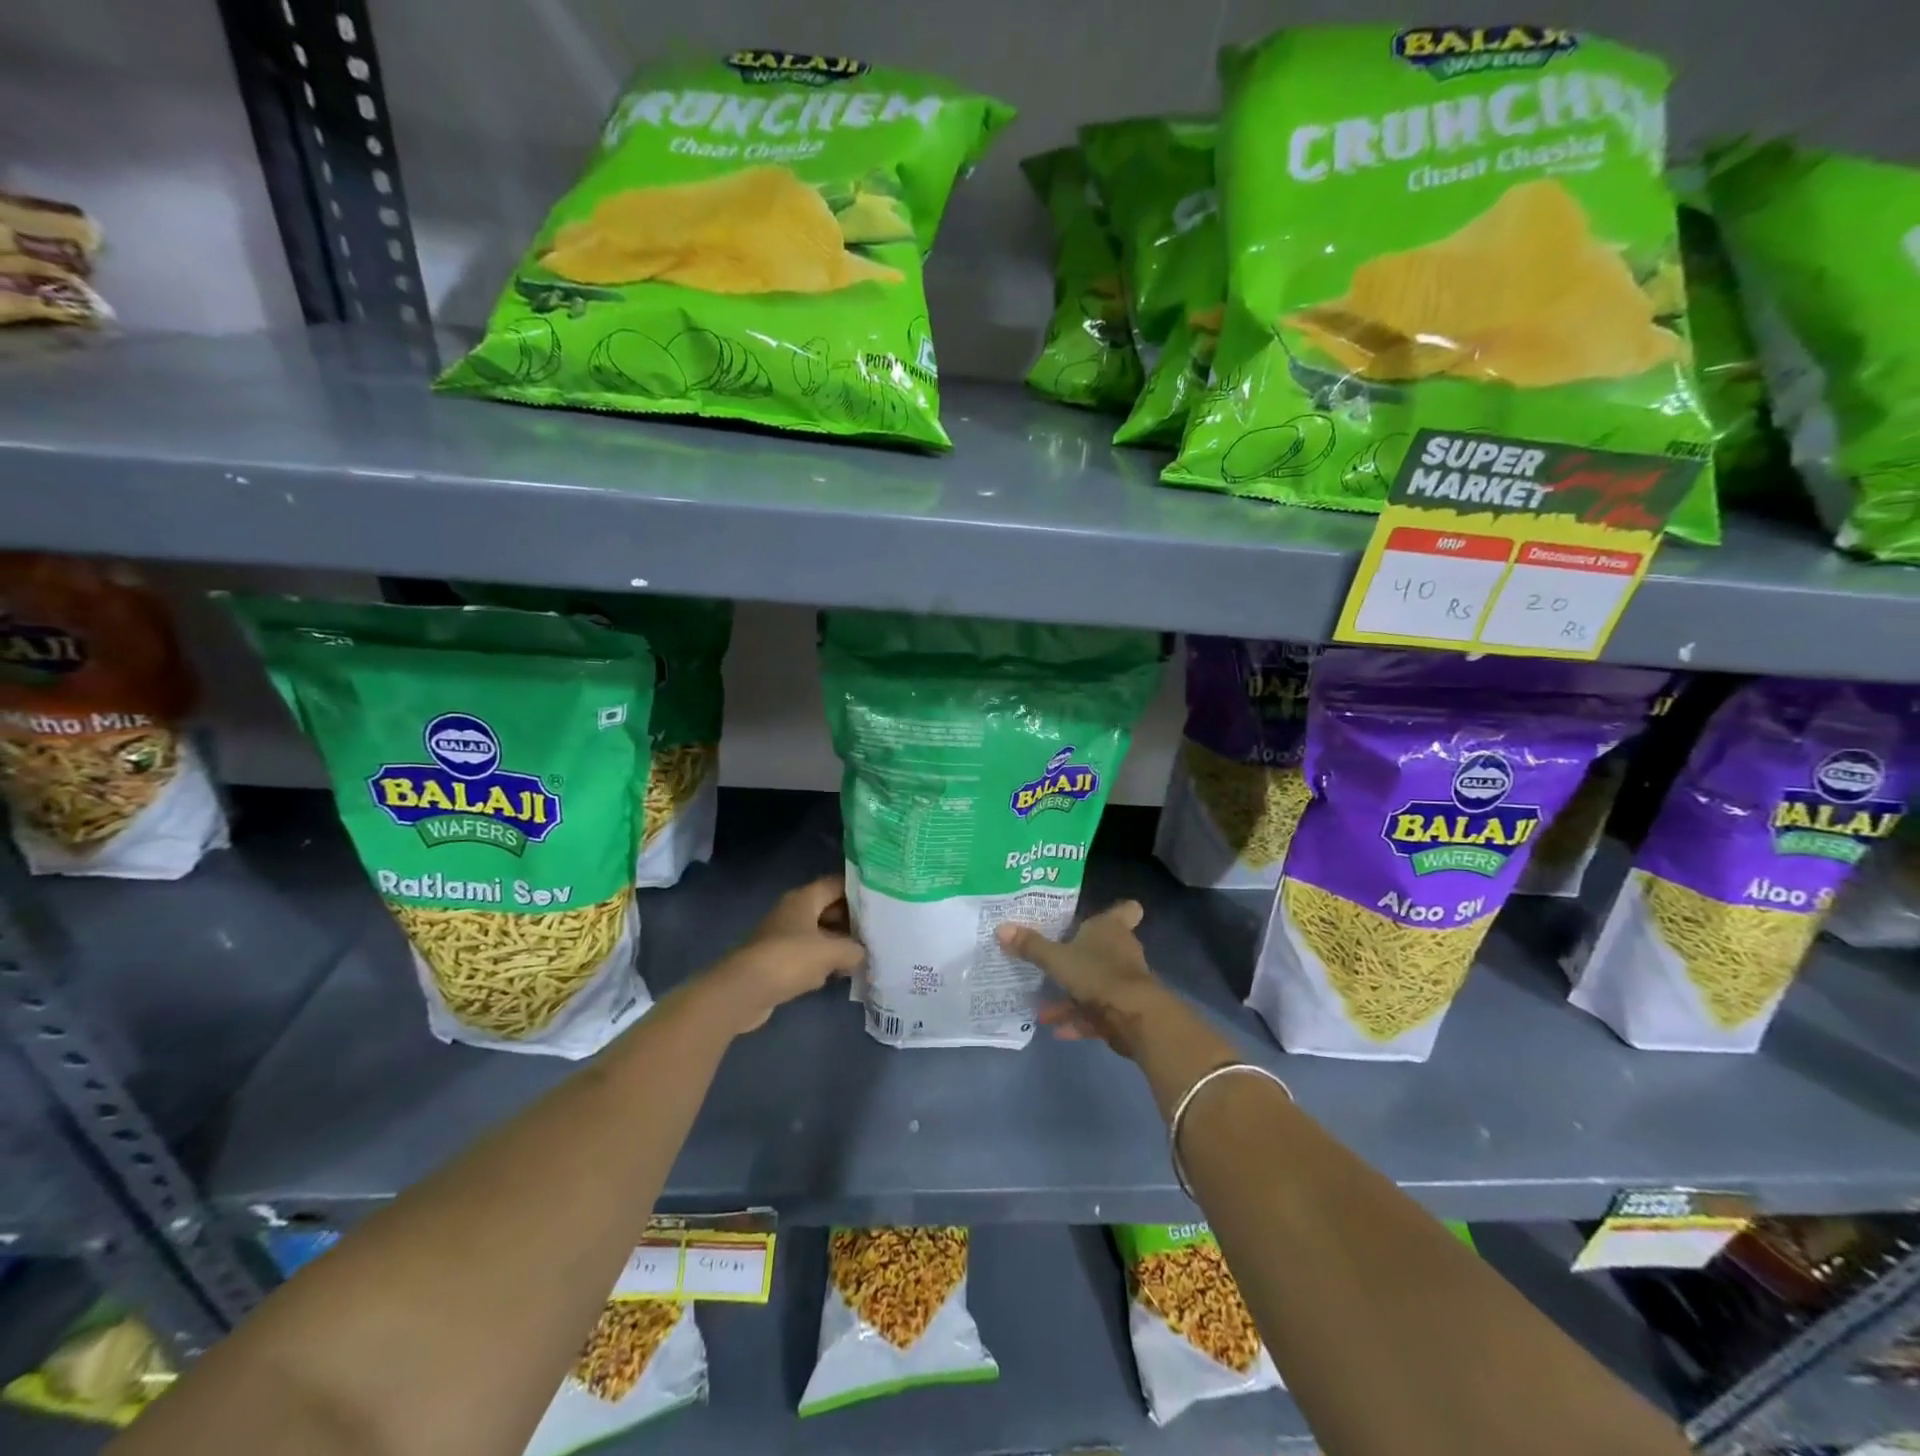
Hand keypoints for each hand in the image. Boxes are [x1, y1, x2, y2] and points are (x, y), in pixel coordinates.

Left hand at [706, 876, 865, 1033]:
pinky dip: (824, 963)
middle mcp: (793, 912)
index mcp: (804, 898)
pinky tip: (841, 975)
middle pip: (829, 909)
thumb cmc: (789, 959)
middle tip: (879, 932)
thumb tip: (863, 953)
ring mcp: (784, 937)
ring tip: (867, 954)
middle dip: (853, 920)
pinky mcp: (778, 962)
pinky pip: (808, 956)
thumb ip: (853, 949)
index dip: (859, 890)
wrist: (744, 991)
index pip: (836, 884)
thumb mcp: (830, 952)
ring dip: (839, 944)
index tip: (883, 900)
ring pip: (820, 934)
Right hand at [995, 900, 1167, 1059]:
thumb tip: (1001, 927)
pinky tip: (1055, 1030)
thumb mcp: (1057, 959)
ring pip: (1095, 982)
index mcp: (1111, 928)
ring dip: (1071, 995)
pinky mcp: (1123, 1009)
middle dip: (1079, 954)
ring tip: (1042, 1007)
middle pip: (1103, 947)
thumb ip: (1031, 946)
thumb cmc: (1097, 973)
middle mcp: (1121, 950)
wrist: (1134, 1018)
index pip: (1125, 910)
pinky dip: (1078, 1020)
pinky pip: (1096, 1012)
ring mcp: (1124, 981)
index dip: (1117, 910)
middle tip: (1052, 957)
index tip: (1101, 913)